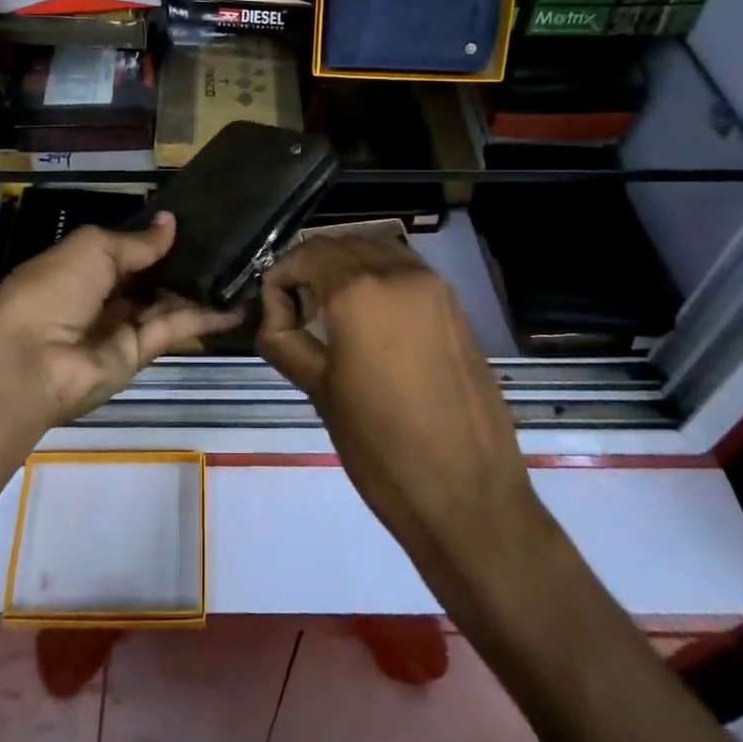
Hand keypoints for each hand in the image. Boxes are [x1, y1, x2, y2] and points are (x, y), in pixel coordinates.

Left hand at [0, 212, 242, 425]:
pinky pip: (175, 329)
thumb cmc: (54, 290)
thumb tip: (170, 223)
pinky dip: (205, 318)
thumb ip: (136, 241)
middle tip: (228, 243)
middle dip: (183, 261)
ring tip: (243, 271)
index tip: (195, 222)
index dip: (155, 237)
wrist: (32, 363)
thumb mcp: (92, 249)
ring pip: (167, 302)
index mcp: (80, 265)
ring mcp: (120, 326)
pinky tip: (237, 305)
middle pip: (149, 276)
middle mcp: (102, 295)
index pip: (125, 248)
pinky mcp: (139, 353)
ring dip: (201, 289)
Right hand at [255, 235, 541, 579]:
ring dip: (346, 266)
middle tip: (297, 312)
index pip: (308, 254)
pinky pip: (405, 271)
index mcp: (360, 290)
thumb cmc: (381, 448)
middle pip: (341, 244)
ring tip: (331, 312)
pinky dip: (378, 277)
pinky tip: (369, 318)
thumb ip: (285, 340)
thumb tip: (275, 316)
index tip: (275, 314)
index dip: (281, 277)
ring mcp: (434, 286)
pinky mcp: (454, 306)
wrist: (468, 496)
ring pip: (376, 250)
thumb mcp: (319, 390)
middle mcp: (399, 273)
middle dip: (311, 268)